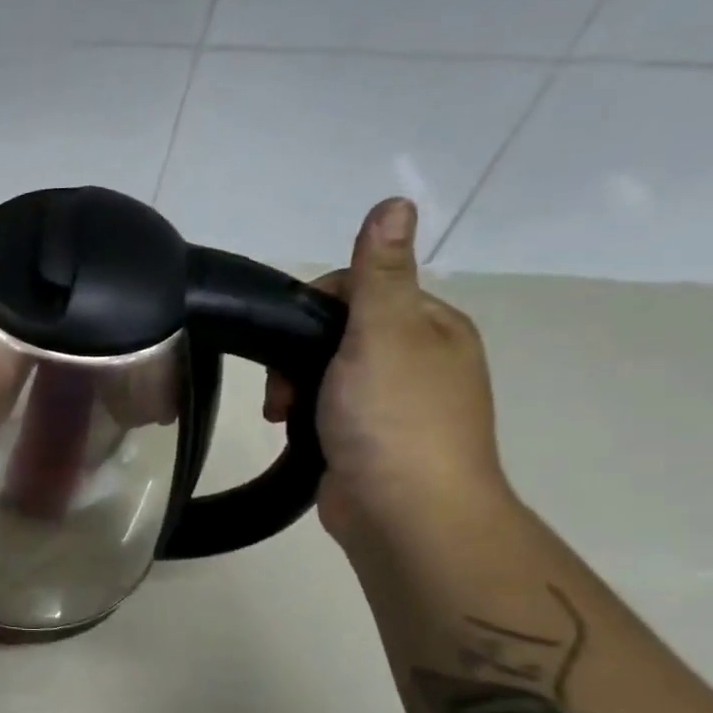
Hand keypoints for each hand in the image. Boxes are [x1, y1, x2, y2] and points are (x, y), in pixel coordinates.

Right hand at [265, 197, 509, 542]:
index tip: (290, 338)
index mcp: (432, 327)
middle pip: (339, 331)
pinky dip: (304, 415)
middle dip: (298, 353)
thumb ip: (380, 272)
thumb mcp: (383, 333)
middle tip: (281, 387)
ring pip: (326, 373)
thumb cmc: (392, 416)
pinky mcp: (368, 439)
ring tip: (281, 414)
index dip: (316, 306)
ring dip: (294, 387)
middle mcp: (419, 359)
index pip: (362, 287)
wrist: (403, 512)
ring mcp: (394, 404)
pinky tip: (291, 430)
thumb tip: (396, 200)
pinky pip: (325, 409)